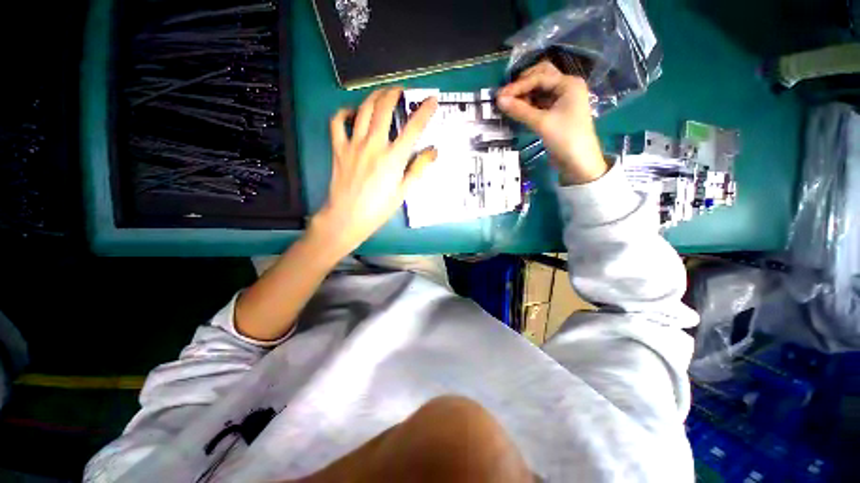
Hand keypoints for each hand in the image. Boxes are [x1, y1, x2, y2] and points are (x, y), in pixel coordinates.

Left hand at [311, 87, 437, 254]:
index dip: (424, 111)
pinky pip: (337, 123)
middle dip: (394, 94)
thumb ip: (418, 169)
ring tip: (381, 93)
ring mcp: (354, 144)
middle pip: (384, 109)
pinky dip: (344, 113)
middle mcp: (374, 145)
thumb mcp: (403, 192)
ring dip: (374, 96)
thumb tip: (433, 151)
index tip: (432, 99)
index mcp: (393, 158)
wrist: (347, 218)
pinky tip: (351, 112)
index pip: (413, 128)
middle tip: (400, 90)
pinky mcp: (338, 148)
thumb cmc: (379, 209)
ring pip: (363, 110)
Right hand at [496, 60, 606, 184]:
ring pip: (539, 91)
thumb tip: (499, 100)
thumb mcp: (542, 123)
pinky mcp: (556, 113)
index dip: (518, 86)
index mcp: (568, 84)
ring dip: (524, 95)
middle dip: (522, 85)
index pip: (539, 77)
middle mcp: (566, 87)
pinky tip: (517, 111)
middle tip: (505, 97)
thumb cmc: (565, 139)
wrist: (579, 163)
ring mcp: (562, 100)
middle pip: (541, 77)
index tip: (499, 96)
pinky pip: (539, 103)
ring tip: (508, 105)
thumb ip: (520, 110)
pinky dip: (528, 105)